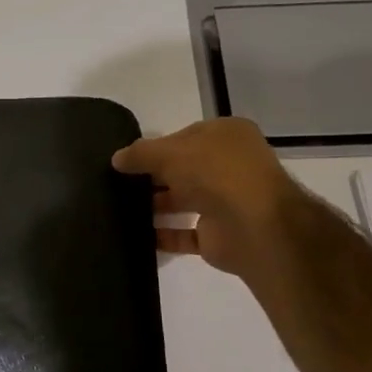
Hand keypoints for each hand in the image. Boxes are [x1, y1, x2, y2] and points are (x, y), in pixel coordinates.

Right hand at [111, 117, 298, 279]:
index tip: (127, 159)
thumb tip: (116, 159)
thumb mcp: (169, 152)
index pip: (185, 136)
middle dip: (153, 177)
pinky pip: (184, 234)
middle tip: (118, 183)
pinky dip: (163, 235)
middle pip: (183, 169)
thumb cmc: (215, 174)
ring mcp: (226, 202)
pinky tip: (136, 234)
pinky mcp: (219, 235)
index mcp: (227, 136)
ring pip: (183, 201)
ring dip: (155, 206)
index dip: (156, 146)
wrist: (255, 227)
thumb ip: (140, 154)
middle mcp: (230, 166)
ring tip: (120, 208)